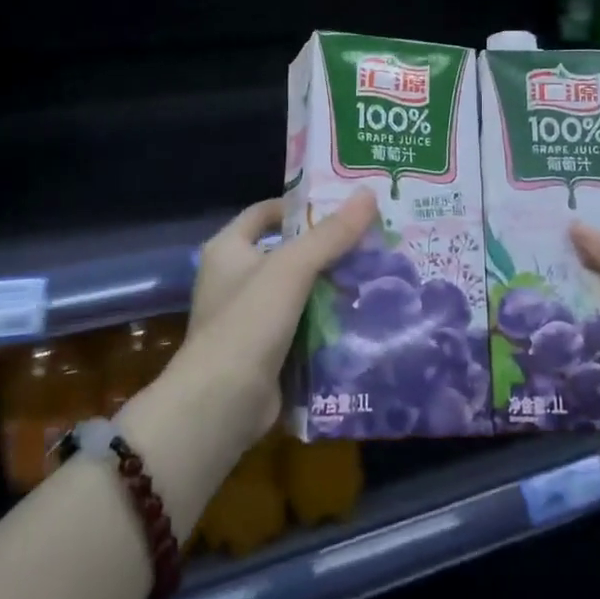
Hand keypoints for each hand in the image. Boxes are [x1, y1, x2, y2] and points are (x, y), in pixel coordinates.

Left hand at [168, 192, 378, 453]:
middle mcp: (235, 278)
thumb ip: (330, 234)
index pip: (266, 212)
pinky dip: (328, 320)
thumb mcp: (292, 268)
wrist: (221, 404)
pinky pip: (303, 325)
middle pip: (288, 251)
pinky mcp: (266, 350)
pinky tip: (363, 315)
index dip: (301, 205)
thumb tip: (368, 195)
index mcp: (228, 249)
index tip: (343, 205)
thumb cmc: (248, 321)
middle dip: (327, 248)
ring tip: (378, 272)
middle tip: (372, 238)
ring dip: (333, 285)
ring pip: (300, 290)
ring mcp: (250, 317)